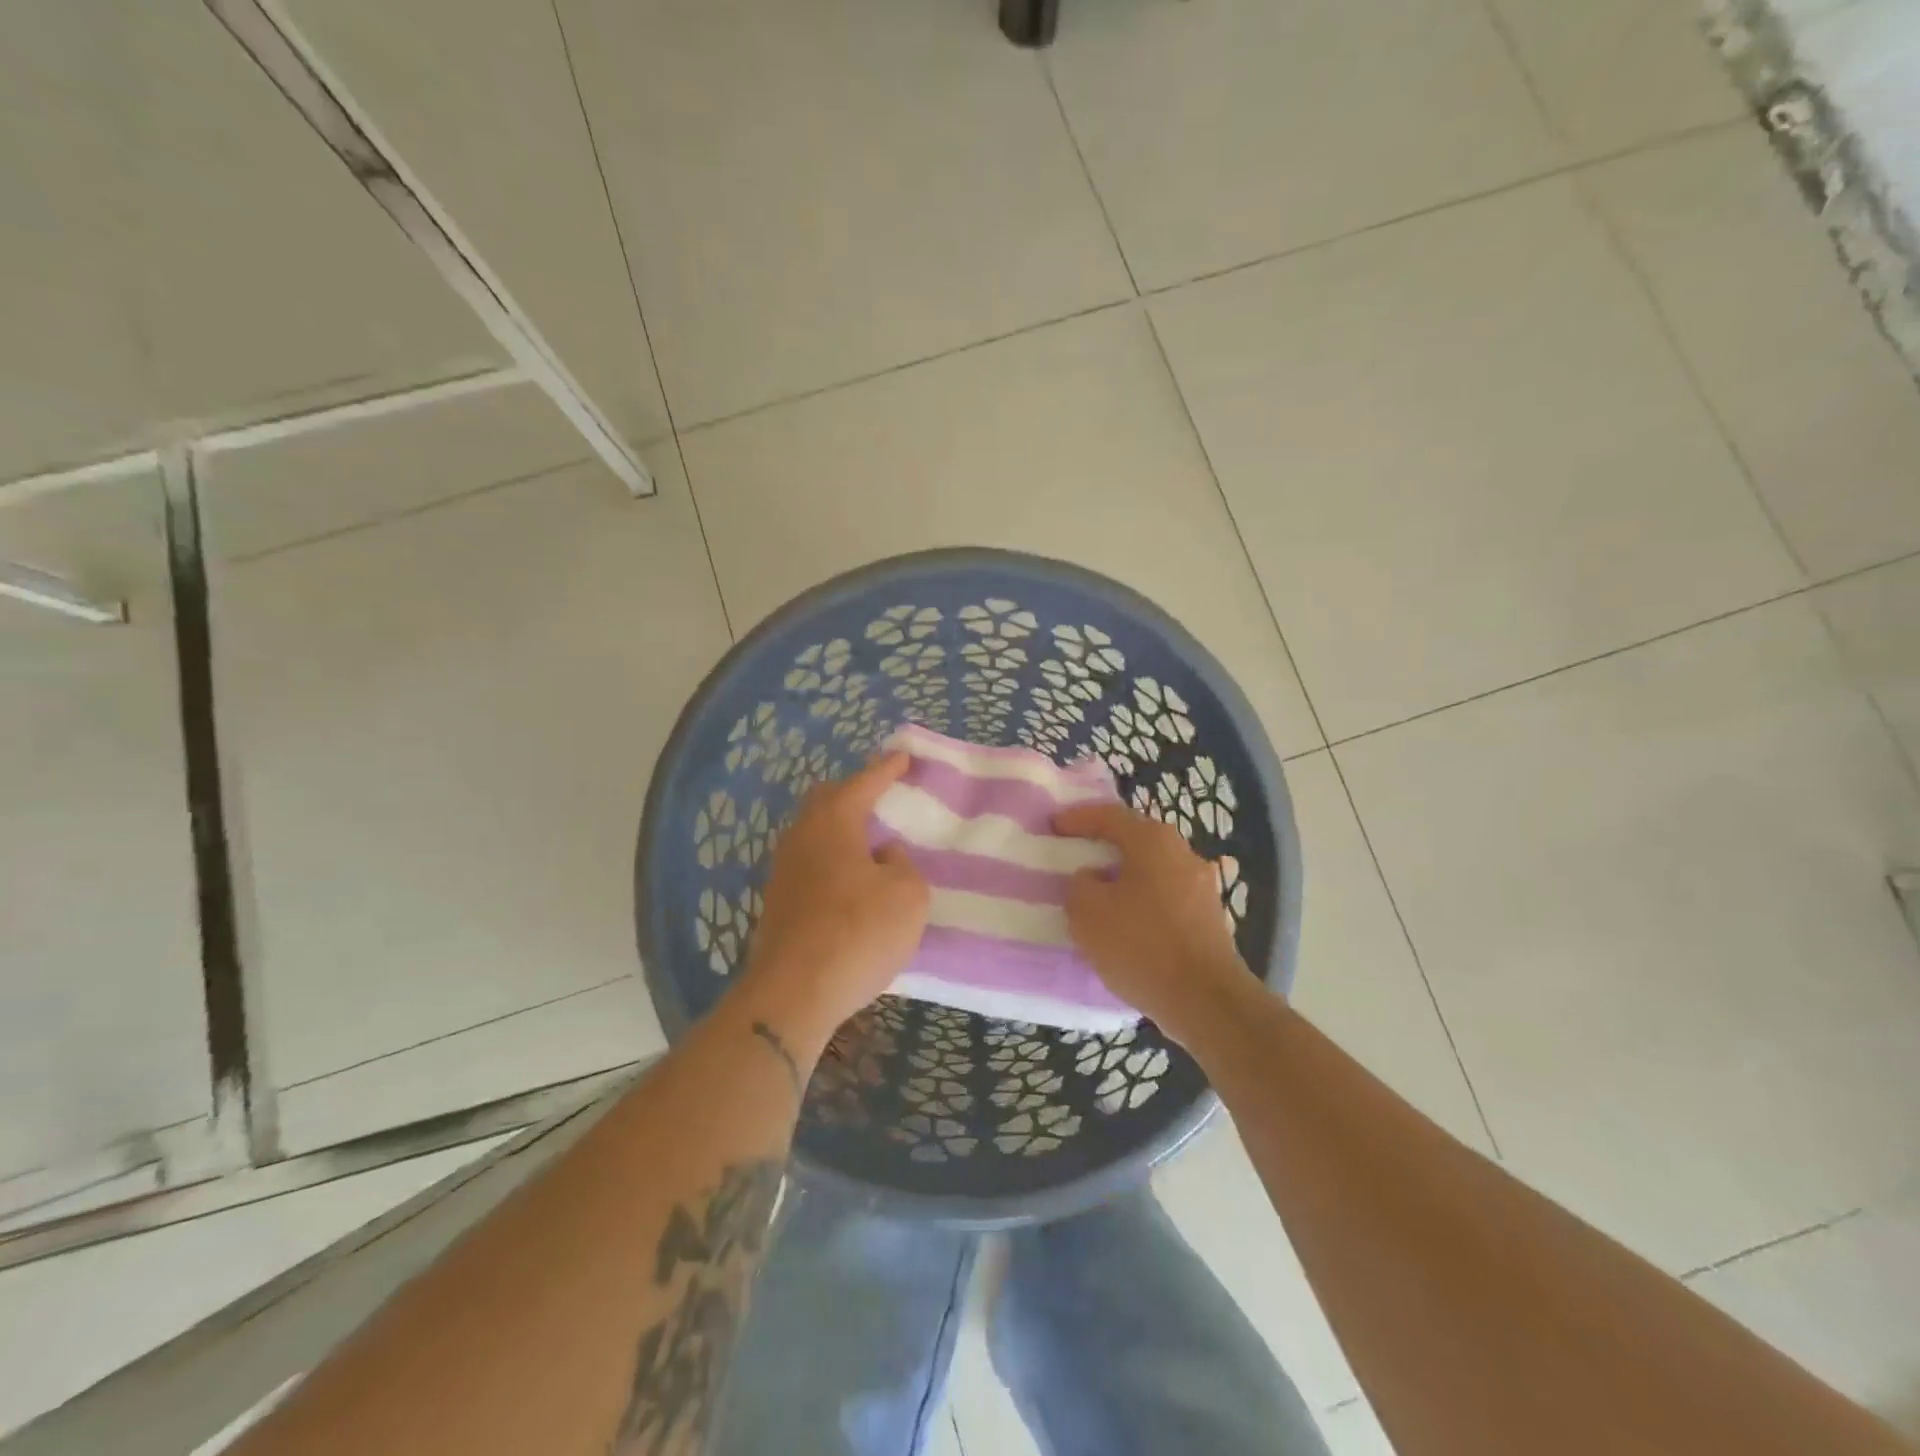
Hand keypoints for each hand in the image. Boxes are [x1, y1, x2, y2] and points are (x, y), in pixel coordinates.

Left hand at [732, 752, 928, 1057]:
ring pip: (814, 834)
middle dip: (854, 792)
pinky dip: (833, 861)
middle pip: (827, 801)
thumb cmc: (859, 932)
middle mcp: (801, 836)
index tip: (904, 756)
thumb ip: (901, 865)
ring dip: (841, 830)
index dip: (887, 768)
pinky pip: (810, 864)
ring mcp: (783, 870)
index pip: (864, 782)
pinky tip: (850, 880)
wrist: (794, 992)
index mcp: (833, 822)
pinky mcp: (778, 902)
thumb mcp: (907, 895)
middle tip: (880, 794)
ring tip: (869, 839)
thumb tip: (883, 855)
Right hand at [1053, 803, 1255, 1045]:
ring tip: (1098, 894)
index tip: (1052, 825)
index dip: (1077, 818)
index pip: (1109, 816)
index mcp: (1154, 841)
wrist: (1205, 1000)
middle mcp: (1183, 854)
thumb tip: (1092, 879)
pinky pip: (1165, 899)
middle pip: (1135, 840)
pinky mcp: (1209, 919)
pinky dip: (1142, 903)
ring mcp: (1202, 887)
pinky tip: (1127, 924)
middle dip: (1103, 846)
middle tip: (1075, 855)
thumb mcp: (1087, 912)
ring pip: (1152, 871)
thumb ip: (1080, 885)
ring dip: (1124, 878)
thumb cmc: (1140, 945)